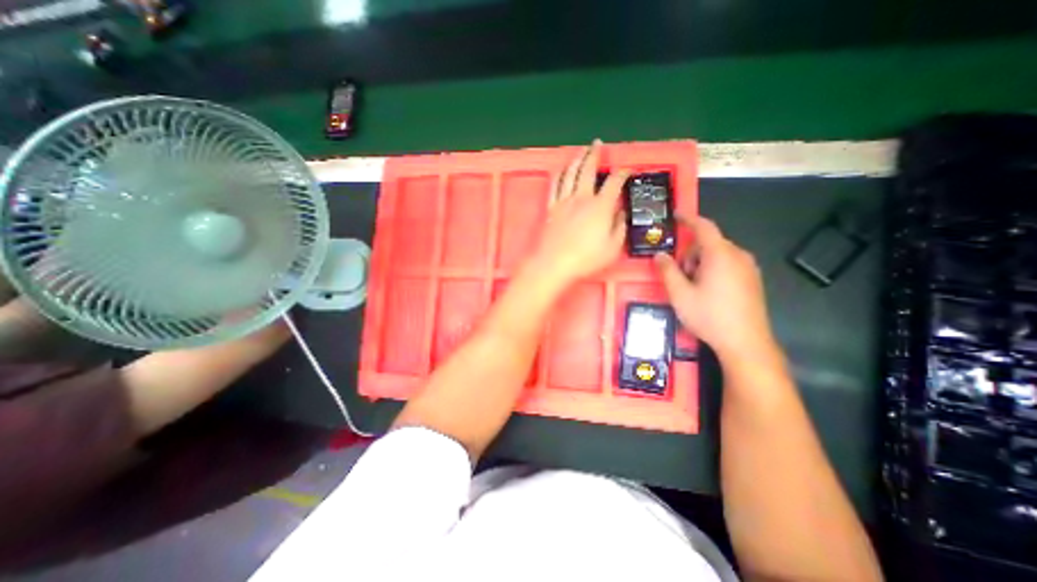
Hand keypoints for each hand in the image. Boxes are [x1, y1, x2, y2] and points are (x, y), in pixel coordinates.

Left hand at [531, 141, 626, 290]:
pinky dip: (559, 174)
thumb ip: (619, 227)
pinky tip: (561, 169)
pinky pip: (554, 185)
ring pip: (570, 173)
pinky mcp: (551, 208)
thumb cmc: (585, 259)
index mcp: (600, 206)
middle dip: (594, 155)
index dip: (622, 173)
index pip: (614, 182)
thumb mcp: (613, 247)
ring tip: (581, 151)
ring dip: (576, 159)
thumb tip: (621, 213)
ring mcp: (564, 201)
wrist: (554, 264)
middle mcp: (582, 198)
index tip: (627, 170)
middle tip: (597, 144)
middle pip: (588, 170)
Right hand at [655, 216, 777, 365]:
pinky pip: (729, 265)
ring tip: (693, 287)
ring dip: (701, 263)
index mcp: (720, 255)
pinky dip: (714, 270)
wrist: (746, 343)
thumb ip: (667, 271)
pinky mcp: (753, 280)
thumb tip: (659, 255)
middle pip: (709, 243)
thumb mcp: (680, 294)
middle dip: (690, 253)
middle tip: (680, 275)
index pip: (704, 227)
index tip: (676, 215)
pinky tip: (709, 292)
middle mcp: (738, 255)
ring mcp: (749, 268)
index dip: (688, 219)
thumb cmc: (709, 316)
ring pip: (719, 255)